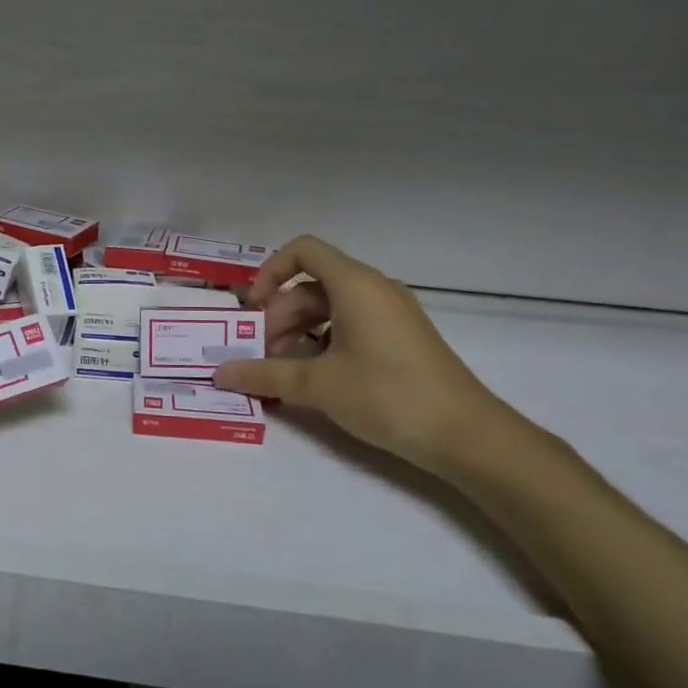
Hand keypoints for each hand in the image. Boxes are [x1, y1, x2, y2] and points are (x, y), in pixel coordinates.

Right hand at [213, 236, 523, 477]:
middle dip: (279, 318)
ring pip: (329, 309)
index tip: (253, 311)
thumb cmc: (388, 395)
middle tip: (261, 357)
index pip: (302, 251)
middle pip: (310, 286)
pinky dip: (323, 345)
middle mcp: (373, 289)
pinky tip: (314, 380)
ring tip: (283, 374)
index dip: (269, 272)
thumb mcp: (319, 385)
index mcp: (355, 284)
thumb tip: (220, 373)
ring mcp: (390, 314)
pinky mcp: (399, 339)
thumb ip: (265, 374)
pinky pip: (350, 326)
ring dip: (298, 335)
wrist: (467, 435)